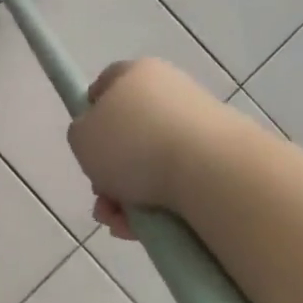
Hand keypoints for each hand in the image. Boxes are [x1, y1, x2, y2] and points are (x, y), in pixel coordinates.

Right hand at [68, 58, 223, 239]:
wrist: (211, 171)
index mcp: (137, 73)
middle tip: (102, 197)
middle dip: (109, 171)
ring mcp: (199, 125)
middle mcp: (170, 91)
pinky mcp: (220, 157)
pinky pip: (178, 181)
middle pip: (128, 133)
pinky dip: (159, 205)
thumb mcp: (82, 137)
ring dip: (128, 196)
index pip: (106, 85)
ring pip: (151, 164)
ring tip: (121, 224)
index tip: (86, 146)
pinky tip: (146, 229)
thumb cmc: (135, 144)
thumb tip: (99, 140)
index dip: (90, 115)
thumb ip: (82, 134)